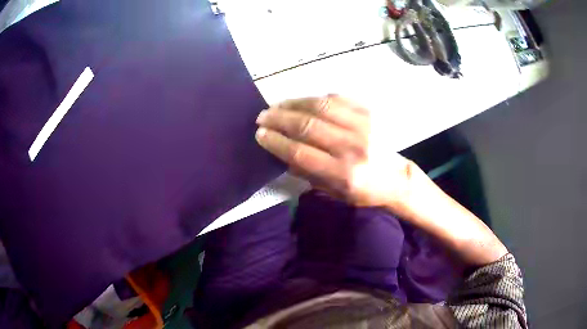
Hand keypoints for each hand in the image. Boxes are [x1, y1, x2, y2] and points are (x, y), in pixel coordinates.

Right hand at [255, 95, 416, 208]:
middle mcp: (352, 146)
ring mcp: (363, 125)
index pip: (300, 152)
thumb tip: (283, 153)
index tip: (260, 134)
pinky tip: (303, 101)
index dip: (276, 141)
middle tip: (262, 116)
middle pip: (307, 125)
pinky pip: (337, 99)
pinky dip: (316, 98)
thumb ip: (308, 173)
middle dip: (279, 119)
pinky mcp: (369, 113)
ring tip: (277, 105)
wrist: (397, 178)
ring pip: (321, 106)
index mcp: (343, 172)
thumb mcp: (335, 192)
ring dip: (293, 103)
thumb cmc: (365, 191)